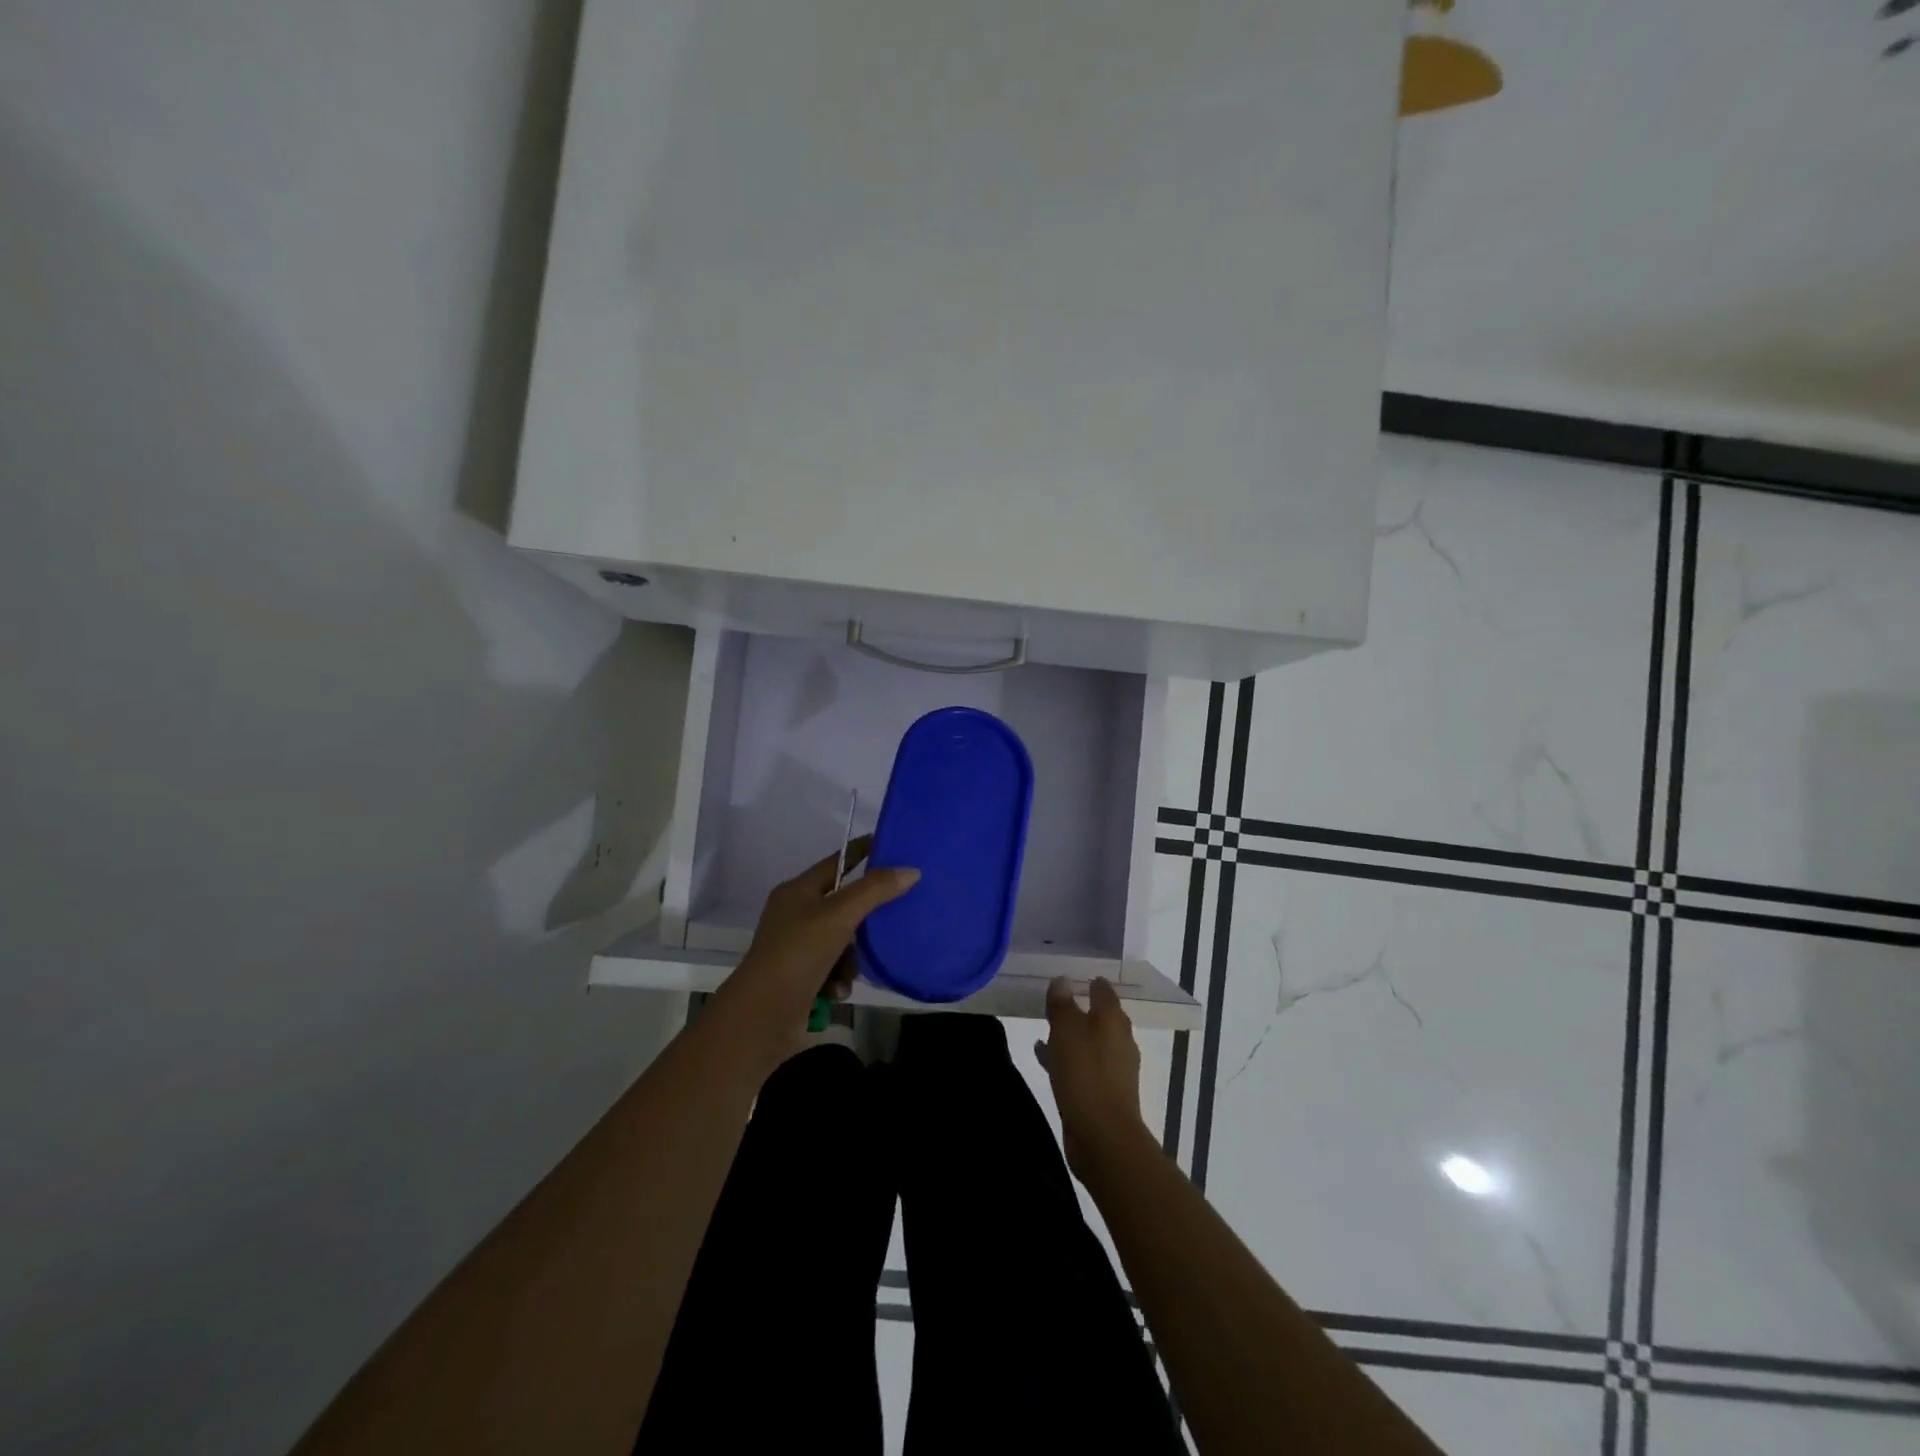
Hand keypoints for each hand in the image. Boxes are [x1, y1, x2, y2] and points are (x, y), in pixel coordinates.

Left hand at [717, 837, 918, 1062]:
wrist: (762, 1016)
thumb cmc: (798, 954)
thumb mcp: (839, 916)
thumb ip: (875, 890)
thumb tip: (911, 870)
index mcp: (797, 891)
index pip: (837, 862)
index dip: (862, 853)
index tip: (892, 847)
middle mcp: (796, 915)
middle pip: (843, 905)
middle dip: (863, 921)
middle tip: (889, 922)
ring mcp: (797, 947)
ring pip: (842, 941)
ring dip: (851, 959)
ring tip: (850, 972)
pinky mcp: (802, 976)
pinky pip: (834, 968)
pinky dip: (839, 978)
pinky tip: (838, 991)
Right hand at [1037, 976, 1149, 1177]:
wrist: (1103, 1136)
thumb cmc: (1084, 1074)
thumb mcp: (1066, 1031)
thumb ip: (1062, 1004)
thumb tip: (1063, 979)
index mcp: (1113, 1020)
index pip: (1104, 990)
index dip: (1089, 981)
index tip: (1070, 976)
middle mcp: (1119, 1040)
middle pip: (1100, 1016)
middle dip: (1079, 1008)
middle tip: (1054, 1001)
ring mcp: (1114, 1068)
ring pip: (1090, 1042)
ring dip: (1071, 1035)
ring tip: (1045, 1029)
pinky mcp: (1104, 1092)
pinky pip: (1083, 1065)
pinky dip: (1068, 1057)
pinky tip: (1045, 1058)